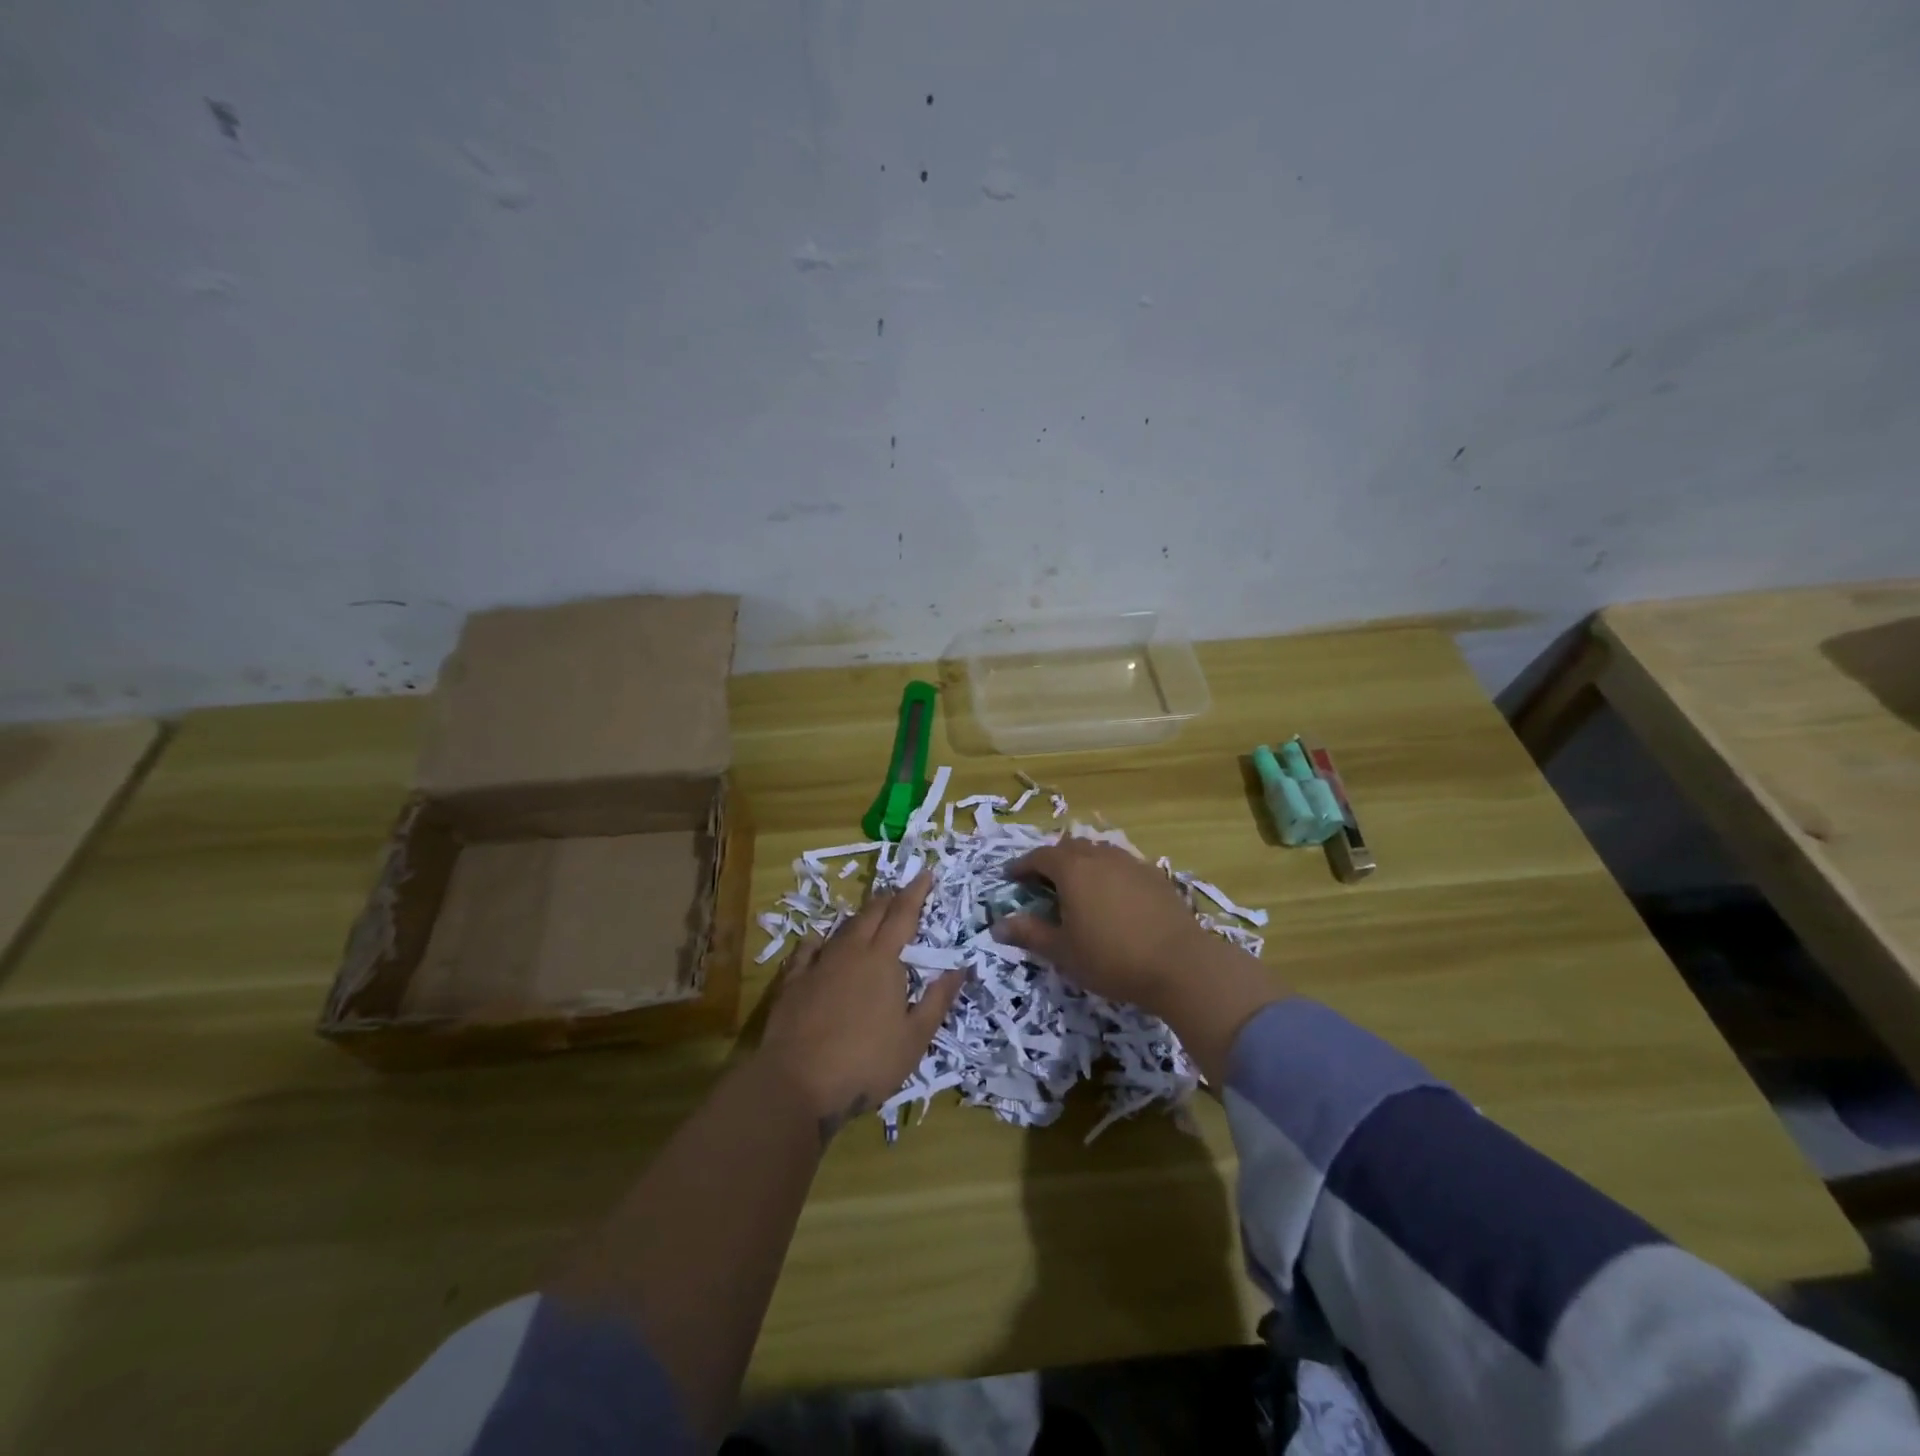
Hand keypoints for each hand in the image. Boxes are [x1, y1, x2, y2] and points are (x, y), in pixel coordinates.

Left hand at [758, 872, 962, 1143]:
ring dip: (859, 917)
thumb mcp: (914, 1039)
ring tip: (868, 914)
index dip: (916, 892)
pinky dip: (818, 940)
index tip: (926, 873)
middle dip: (889, 898)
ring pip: (842, 928)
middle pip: (871, 913)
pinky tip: (818, 940)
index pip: (903, 914)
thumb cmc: (865, 1063)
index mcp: (883, 960)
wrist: (796, 1083)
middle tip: (900, 892)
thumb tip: (960, 968)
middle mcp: (850, 952)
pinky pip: (807, 950)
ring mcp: (818, 964)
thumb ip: (937, 1000)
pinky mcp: (792, 982)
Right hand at [991, 838, 1287, 1083]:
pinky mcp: (1155, 876)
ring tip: (1077, 887)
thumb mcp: (1063, 951)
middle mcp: (1100, 856)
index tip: (1011, 878)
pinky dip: (1107, 873)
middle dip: (1052, 861)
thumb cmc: (1111, 958)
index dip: (1022, 866)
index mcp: (1072, 869)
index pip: (1039, 856)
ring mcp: (1131, 863)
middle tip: (1042, 882)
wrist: (1180, 964)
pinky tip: (1111, 897)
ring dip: (1081, 864)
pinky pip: (1121, 864)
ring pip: (1098, 852)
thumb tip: (998, 925)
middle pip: (1069, 848)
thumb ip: (1029, 933)